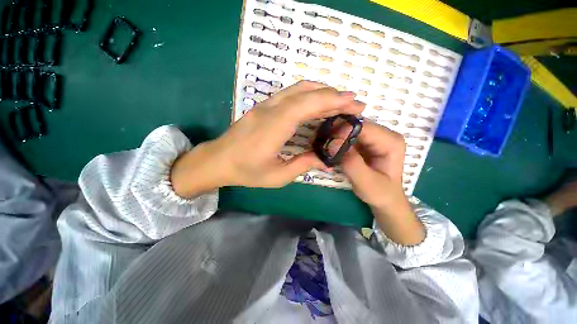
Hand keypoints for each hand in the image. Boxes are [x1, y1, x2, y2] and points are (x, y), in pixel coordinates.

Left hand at [170, 81, 364, 196]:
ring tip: (340, 102)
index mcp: (274, 126)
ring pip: (298, 89)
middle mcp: (271, 109)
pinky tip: (318, 104)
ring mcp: (266, 105)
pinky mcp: (264, 107)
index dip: (332, 100)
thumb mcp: (277, 176)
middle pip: (306, 92)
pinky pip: (290, 95)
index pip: (307, 104)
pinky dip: (309, 96)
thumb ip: (303, 165)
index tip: (353, 102)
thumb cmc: (247, 171)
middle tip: (353, 103)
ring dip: (322, 92)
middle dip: (333, 95)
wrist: (218, 160)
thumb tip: (325, 160)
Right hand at [335, 122, 424, 244]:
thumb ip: (352, 163)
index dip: (343, 131)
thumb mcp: (366, 182)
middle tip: (322, 143)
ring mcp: (374, 137)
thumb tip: (333, 144)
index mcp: (391, 141)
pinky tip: (329, 147)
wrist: (385, 199)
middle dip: (337, 132)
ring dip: (335, 136)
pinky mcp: (365, 142)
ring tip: (323, 145)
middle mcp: (384, 134)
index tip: (327, 141)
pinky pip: (348, 136)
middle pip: (355, 125)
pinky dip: (337, 140)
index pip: (364, 127)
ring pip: (350, 129)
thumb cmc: (380, 193)